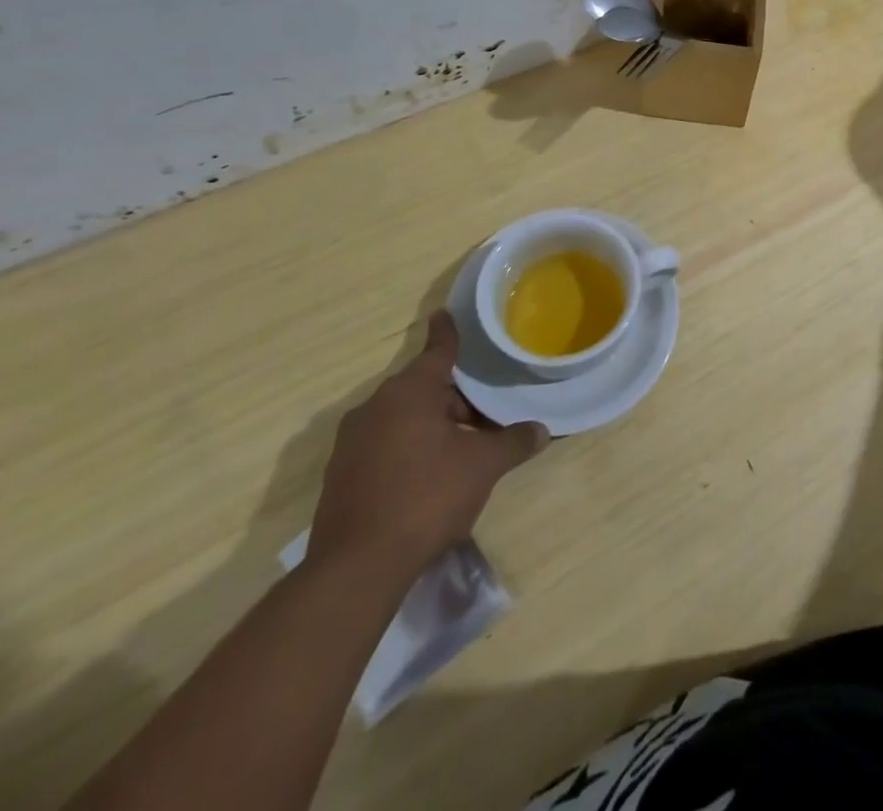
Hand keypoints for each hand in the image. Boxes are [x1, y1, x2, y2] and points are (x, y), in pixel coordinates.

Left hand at [307, 310, 547, 586]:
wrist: (357, 567)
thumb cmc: (427, 496)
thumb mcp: (483, 466)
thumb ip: (514, 442)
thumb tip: (541, 430)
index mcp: (409, 392)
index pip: (437, 351)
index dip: (447, 333)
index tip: (444, 314)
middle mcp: (375, 407)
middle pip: (423, 389)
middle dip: (455, 399)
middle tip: (485, 416)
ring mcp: (351, 443)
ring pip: (402, 419)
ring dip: (432, 426)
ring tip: (462, 450)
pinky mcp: (340, 476)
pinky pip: (383, 446)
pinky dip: (407, 450)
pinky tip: (428, 479)